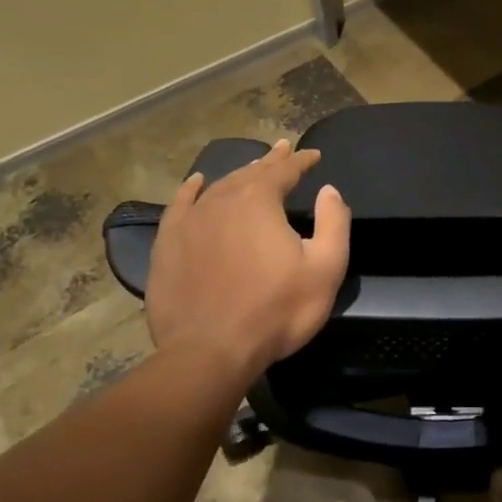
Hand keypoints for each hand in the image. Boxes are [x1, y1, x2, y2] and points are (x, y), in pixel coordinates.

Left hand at [145, 140, 350, 380]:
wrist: (209, 352)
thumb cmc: (275, 310)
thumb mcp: (325, 269)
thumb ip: (333, 223)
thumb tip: (329, 190)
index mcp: (260, 201)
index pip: (285, 170)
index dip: (302, 160)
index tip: (315, 155)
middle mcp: (222, 200)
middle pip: (251, 172)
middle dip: (272, 160)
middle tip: (285, 149)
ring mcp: (190, 221)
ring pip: (219, 186)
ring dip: (240, 174)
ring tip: (253, 167)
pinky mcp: (168, 244)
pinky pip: (180, 205)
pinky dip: (191, 190)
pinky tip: (197, 183)